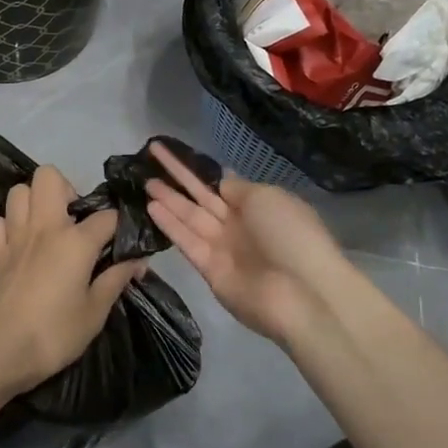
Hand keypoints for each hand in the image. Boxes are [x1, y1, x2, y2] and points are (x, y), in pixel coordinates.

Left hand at [0, 165, 144, 395]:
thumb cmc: (53, 334)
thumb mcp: (95, 313)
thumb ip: (116, 280)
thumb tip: (137, 260)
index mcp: (75, 241)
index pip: (107, 216)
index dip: (121, 227)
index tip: (126, 246)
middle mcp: (44, 227)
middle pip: (50, 176)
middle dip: (67, 189)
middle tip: (76, 221)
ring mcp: (14, 236)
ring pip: (19, 191)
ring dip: (35, 201)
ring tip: (48, 227)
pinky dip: (8, 225)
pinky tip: (19, 244)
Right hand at [146, 141, 352, 343]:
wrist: (303, 293)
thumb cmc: (290, 235)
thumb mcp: (267, 198)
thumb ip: (238, 189)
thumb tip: (222, 182)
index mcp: (257, 205)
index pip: (221, 184)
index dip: (200, 170)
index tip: (176, 154)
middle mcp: (238, 225)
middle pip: (201, 197)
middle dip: (177, 177)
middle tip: (152, 155)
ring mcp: (223, 248)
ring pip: (190, 217)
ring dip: (168, 199)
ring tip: (144, 180)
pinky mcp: (210, 271)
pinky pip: (187, 242)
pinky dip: (170, 225)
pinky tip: (150, 206)